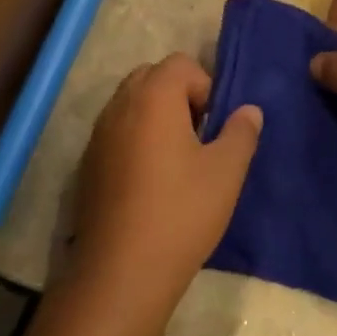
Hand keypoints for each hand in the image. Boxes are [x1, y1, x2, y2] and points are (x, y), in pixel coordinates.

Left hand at [68, 54, 262, 321]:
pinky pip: (116, 132)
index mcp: (153, 97)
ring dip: (156, 117)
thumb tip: (248, 109)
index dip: (205, 86)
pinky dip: (136, 140)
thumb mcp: (227, 171)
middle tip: (199, 136)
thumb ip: (241, 132)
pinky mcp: (87, 164)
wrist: (122, 271)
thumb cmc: (181, 212)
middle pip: (151, 77)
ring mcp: (98, 135)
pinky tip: (151, 182)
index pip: (181, 64)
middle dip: (179, 96)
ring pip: (131, 104)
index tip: (215, 126)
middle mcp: (119, 106)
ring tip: (177, 160)